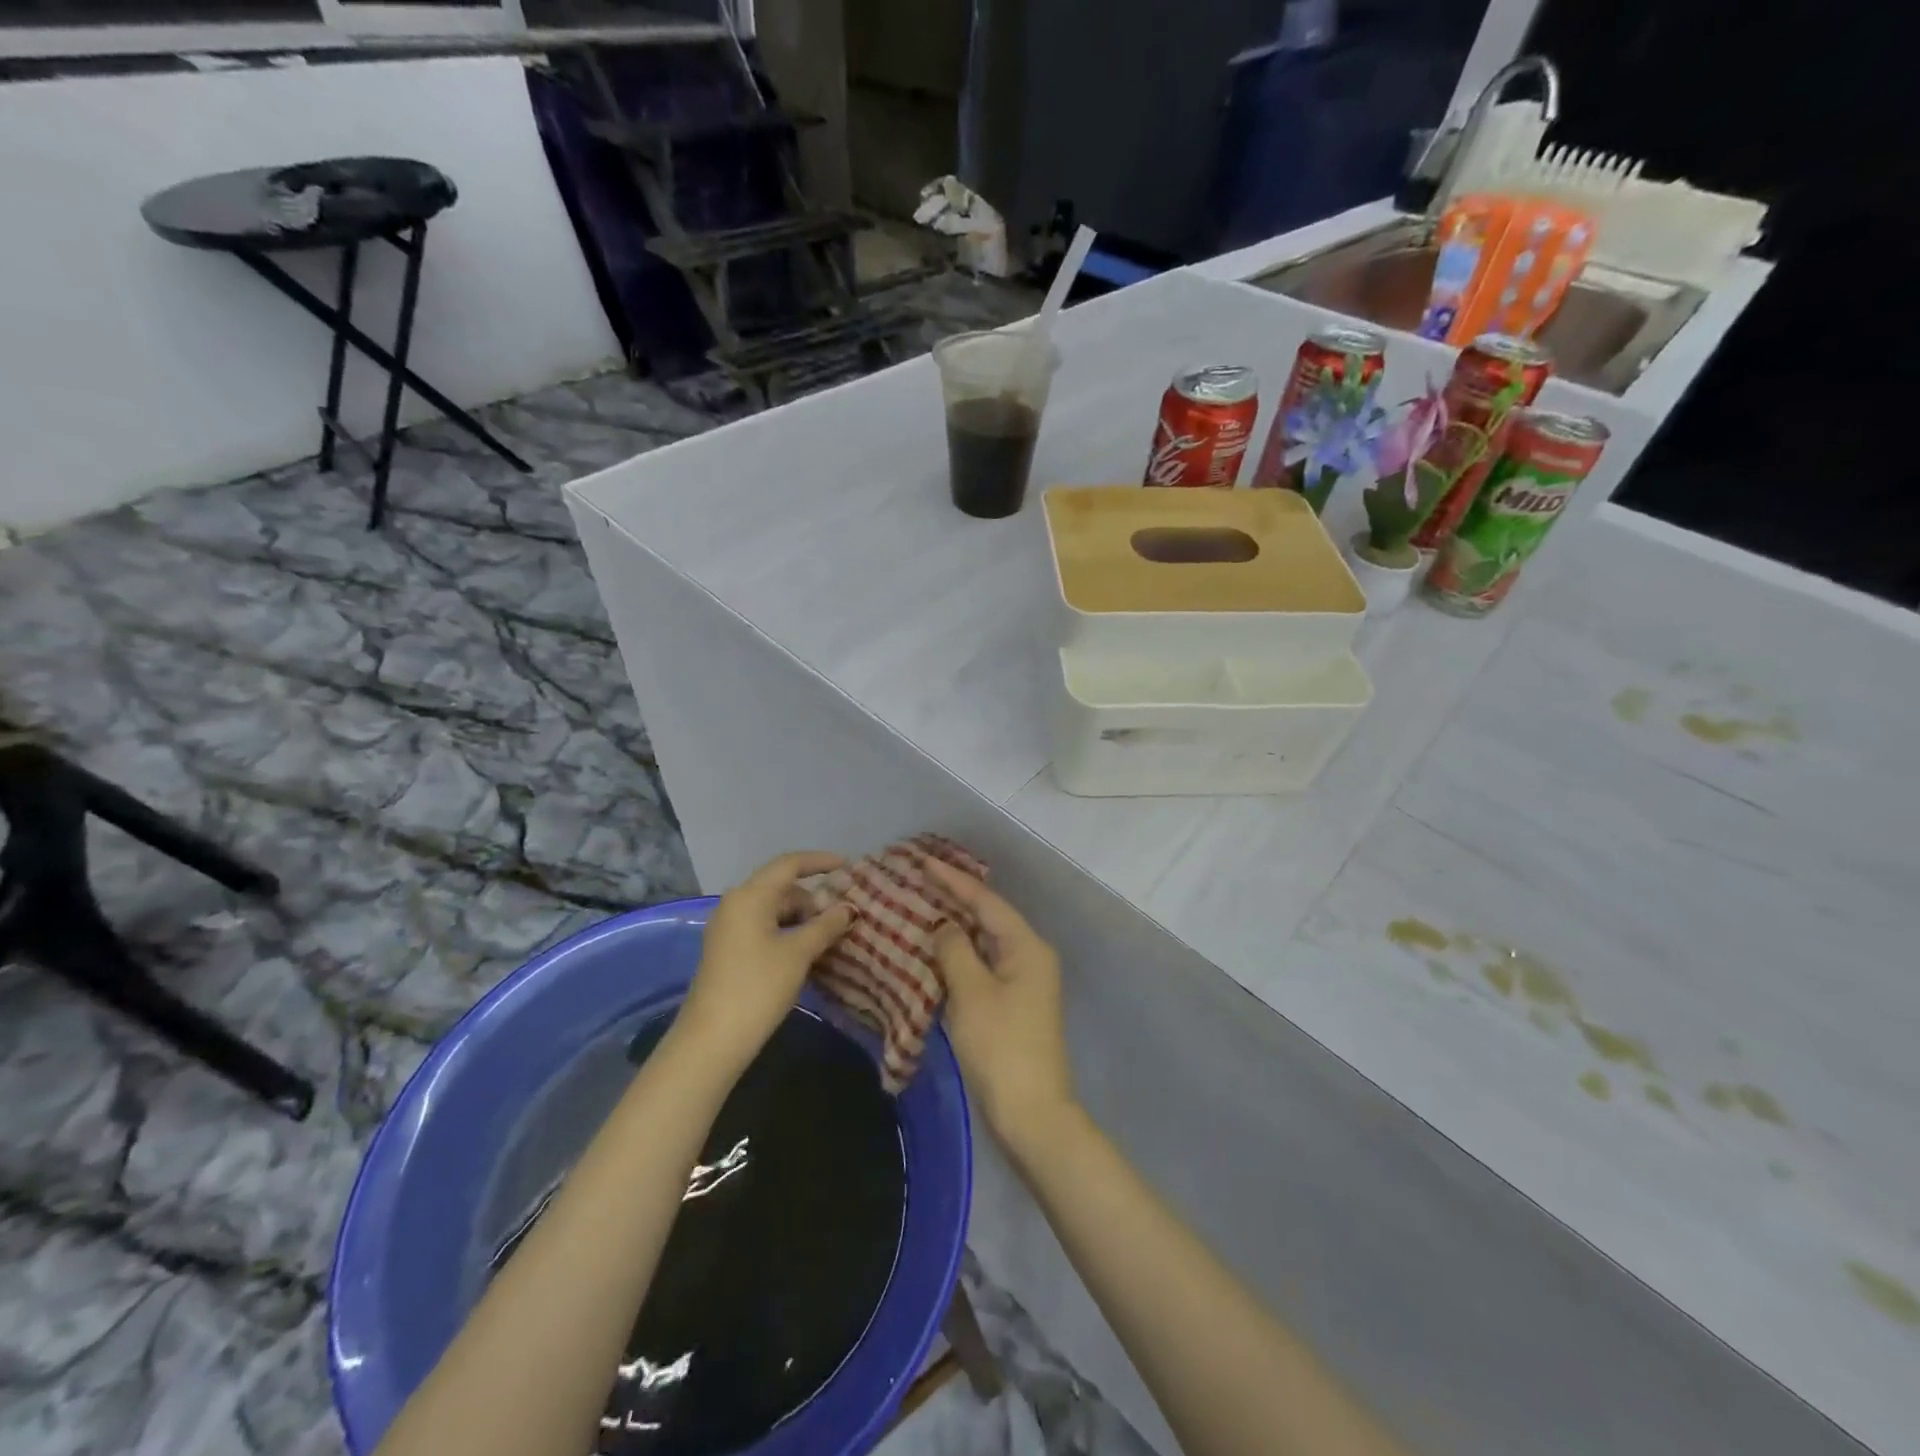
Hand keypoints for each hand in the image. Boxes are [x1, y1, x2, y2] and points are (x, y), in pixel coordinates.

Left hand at [676, 852, 853, 1076]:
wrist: (712, 1040)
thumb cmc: (758, 987)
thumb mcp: (799, 953)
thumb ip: (826, 925)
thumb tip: (849, 908)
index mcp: (750, 896)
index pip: (789, 864)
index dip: (819, 861)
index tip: (847, 866)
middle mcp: (736, 903)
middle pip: (781, 886)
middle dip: (813, 897)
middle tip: (842, 914)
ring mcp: (729, 927)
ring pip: (772, 908)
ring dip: (801, 917)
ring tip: (829, 936)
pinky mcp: (728, 949)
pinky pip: (763, 926)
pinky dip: (787, 931)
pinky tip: (806, 951)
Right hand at [921, 856, 1077, 1157]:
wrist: (1032, 1113)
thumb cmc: (1001, 1047)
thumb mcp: (972, 993)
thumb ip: (954, 951)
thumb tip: (943, 926)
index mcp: (1026, 946)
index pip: (986, 901)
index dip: (953, 880)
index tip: (923, 862)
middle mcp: (1029, 956)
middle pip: (988, 917)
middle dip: (954, 898)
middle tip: (918, 880)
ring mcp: (1022, 981)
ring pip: (984, 942)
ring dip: (954, 927)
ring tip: (921, 906)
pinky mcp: (1012, 1003)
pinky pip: (982, 965)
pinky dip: (959, 955)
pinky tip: (935, 950)